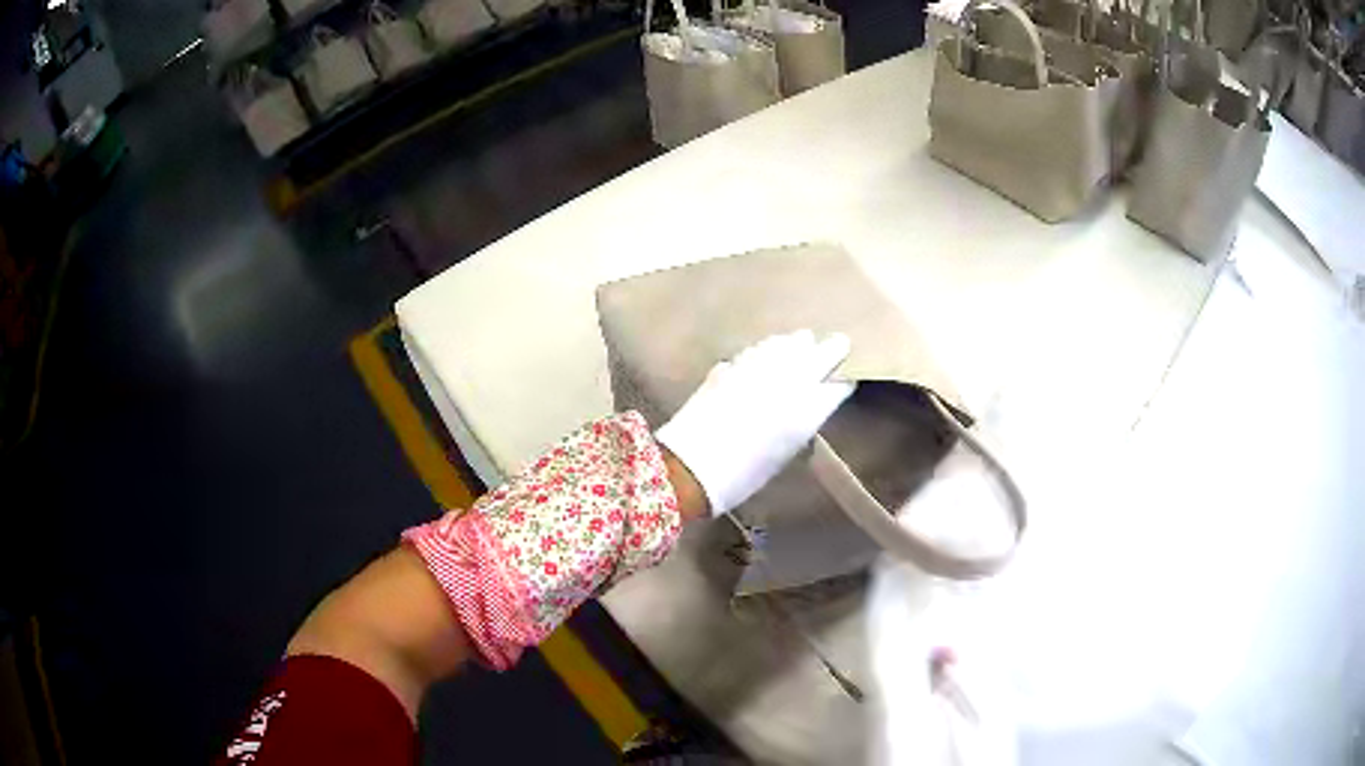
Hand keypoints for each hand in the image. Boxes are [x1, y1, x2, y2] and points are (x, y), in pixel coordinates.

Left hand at [656, 330, 854, 515]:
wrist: (689, 466)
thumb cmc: (741, 477)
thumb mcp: (782, 456)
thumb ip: (798, 425)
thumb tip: (805, 408)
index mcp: (806, 412)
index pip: (838, 387)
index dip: (843, 383)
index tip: (847, 380)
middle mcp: (788, 382)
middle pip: (819, 354)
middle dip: (832, 349)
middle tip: (839, 343)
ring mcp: (757, 369)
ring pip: (786, 344)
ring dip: (797, 344)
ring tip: (803, 341)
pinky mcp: (730, 366)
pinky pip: (757, 350)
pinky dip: (767, 349)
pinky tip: (767, 351)